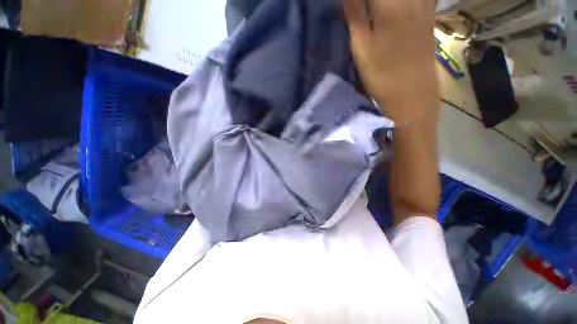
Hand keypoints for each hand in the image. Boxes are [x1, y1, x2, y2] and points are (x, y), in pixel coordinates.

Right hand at [344, 0, 439, 125]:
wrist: (412, 94)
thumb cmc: (382, 75)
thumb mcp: (361, 49)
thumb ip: (355, 16)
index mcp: (390, 5)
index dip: (357, 0)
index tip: (351, 7)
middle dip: (369, 2)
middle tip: (360, 11)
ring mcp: (424, 6)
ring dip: (383, 5)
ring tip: (374, 13)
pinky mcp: (429, 17)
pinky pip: (421, 0)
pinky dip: (400, 5)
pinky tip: (394, 11)